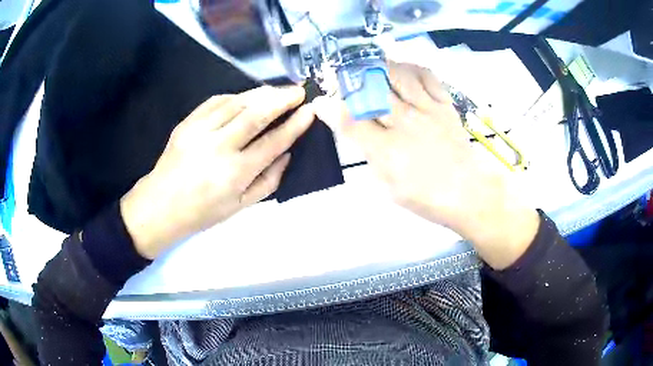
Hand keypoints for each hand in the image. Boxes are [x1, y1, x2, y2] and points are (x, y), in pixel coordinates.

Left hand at [121, 86, 313, 258]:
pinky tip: (247, 97)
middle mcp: (218, 147)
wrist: (161, 205)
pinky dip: (236, 96)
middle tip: (299, 91)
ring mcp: (199, 131)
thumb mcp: (241, 206)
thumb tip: (287, 154)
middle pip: (256, 114)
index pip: (273, 142)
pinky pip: (216, 101)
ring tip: (278, 91)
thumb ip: (269, 180)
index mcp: (234, 173)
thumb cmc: (203, 212)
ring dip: (261, 93)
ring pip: (236, 102)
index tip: (310, 111)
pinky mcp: (187, 123)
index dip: (294, 125)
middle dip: (282, 99)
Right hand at [314, 62, 538, 269]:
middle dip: (352, 81)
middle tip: (344, 78)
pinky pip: (428, 77)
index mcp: (387, 150)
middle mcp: (405, 124)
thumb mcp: (389, 185)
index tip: (321, 101)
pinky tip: (404, 70)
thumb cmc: (426, 196)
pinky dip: (413, 68)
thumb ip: (369, 155)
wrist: (468, 192)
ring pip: (399, 76)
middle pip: (372, 91)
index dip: (331, 109)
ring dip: (381, 68)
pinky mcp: (445, 105)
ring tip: (372, 68)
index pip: (351, 122)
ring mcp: (427, 110)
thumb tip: (354, 133)